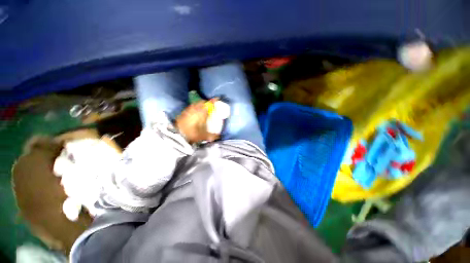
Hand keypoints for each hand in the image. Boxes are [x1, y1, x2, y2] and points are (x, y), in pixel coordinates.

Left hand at [176, 99, 219, 142]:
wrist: (178, 135)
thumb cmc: (193, 134)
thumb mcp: (205, 136)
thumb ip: (213, 136)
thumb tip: (219, 136)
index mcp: (202, 112)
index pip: (209, 104)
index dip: (214, 101)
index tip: (217, 98)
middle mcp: (195, 109)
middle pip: (202, 101)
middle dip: (206, 102)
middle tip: (209, 105)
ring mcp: (188, 110)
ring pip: (195, 104)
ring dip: (199, 104)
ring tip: (202, 108)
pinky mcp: (182, 113)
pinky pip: (190, 107)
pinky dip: (193, 108)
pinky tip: (193, 113)